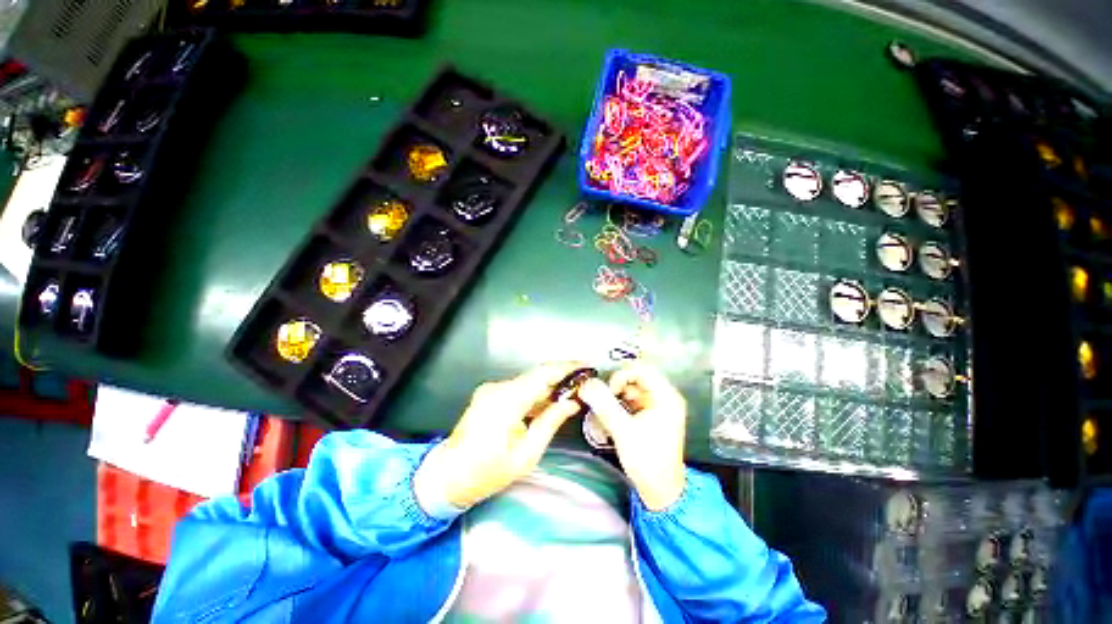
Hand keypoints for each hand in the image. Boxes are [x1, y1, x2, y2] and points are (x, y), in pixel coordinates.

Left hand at [415, 364, 582, 508]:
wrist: (447, 476)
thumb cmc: (487, 472)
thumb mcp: (526, 454)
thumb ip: (550, 422)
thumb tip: (572, 402)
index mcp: (506, 400)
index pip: (543, 374)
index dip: (567, 367)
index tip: (587, 366)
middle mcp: (498, 388)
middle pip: (537, 375)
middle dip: (562, 376)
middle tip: (585, 381)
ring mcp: (492, 389)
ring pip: (529, 381)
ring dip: (550, 385)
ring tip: (573, 392)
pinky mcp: (490, 394)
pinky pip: (519, 388)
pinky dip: (537, 393)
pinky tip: (550, 401)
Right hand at [579, 363, 686, 510]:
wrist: (661, 491)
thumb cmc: (647, 460)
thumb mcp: (623, 430)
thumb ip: (604, 405)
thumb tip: (586, 384)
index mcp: (665, 396)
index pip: (640, 369)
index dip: (621, 376)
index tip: (608, 391)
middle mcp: (663, 396)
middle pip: (635, 378)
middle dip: (616, 387)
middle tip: (603, 401)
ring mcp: (657, 406)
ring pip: (630, 389)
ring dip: (615, 397)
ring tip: (604, 412)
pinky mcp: (650, 415)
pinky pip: (630, 401)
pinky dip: (618, 405)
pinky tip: (609, 418)